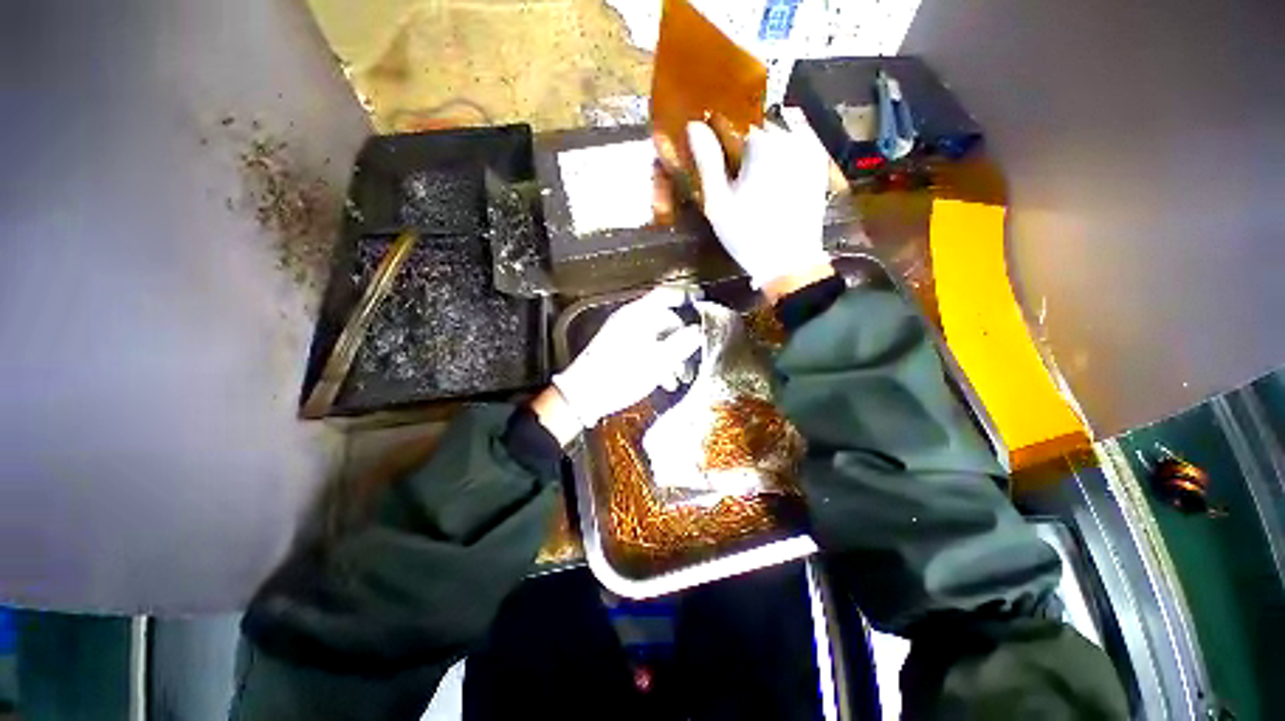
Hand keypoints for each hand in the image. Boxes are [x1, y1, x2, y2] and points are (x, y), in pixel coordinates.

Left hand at [553, 287, 702, 428]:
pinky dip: (657, 361)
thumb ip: (682, 343)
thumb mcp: (658, 361)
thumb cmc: (622, 375)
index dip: (685, 294)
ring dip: (671, 355)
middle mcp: (629, 319)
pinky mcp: (617, 349)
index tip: (701, 299)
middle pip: (664, 320)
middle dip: (682, 340)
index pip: (665, 294)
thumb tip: (699, 330)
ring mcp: (622, 334)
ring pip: (656, 337)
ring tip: (678, 378)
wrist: (583, 396)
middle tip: (693, 359)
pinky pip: (644, 348)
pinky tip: (663, 381)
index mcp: (638, 315)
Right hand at [687, 120, 832, 289]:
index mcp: (762, 142)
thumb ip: (707, 161)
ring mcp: (808, 150)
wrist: (789, 261)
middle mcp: (789, 137)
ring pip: (778, 136)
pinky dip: (781, 157)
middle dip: (743, 142)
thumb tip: (693, 126)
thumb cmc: (747, 234)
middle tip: (733, 170)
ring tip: (752, 178)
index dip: (721, 133)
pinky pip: (795, 148)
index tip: (713, 149)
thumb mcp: (718, 202)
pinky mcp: (818, 165)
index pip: (735, 119)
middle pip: (758, 126)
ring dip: (763, 149)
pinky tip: (771, 180)